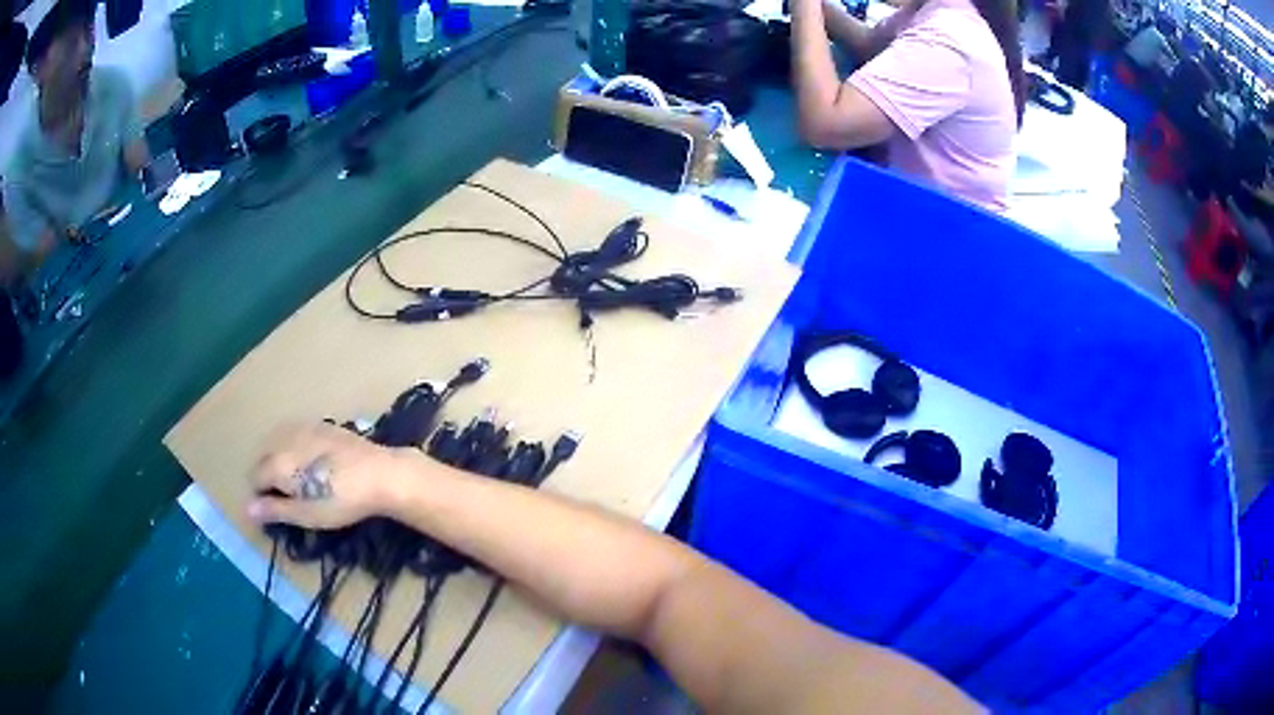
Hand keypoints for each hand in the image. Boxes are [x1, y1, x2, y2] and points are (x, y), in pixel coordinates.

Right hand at [247, 422, 416, 529]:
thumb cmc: (341, 500)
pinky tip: (311, 462)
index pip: (254, 478)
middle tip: (287, 498)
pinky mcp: (321, 424)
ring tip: (297, 481)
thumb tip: (246, 509)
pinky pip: (295, 434)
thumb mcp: (307, 514)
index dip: (260, 497)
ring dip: (278, 459)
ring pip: (277, 442)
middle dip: (267, 476)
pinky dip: (293, 447)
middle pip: (263, 457)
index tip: (275, 511)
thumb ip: (274, 510)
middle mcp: (284, 439)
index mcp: (277, 462)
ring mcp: (303, 427)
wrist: (380, 474)